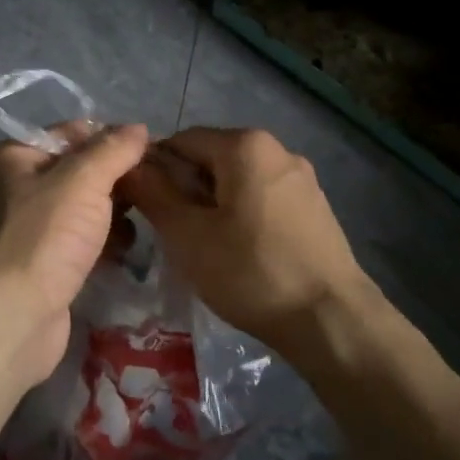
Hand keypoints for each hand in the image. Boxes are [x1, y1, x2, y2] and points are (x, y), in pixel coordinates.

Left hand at [0, 122, 149, 386]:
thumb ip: (113, 150)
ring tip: (146, 222)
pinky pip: (86, 239)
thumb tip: (139, 128)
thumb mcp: (82, 182)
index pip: (76, 133)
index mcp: (17, 156)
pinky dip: (107, 242)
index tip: (153, 156)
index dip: (115, 141)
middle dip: (119, 181)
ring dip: (117, 214)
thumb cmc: (44, 239)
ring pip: (89, 208)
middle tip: (156, 191)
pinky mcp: (48, 261)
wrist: (13, 319)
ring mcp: (34, 227)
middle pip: (84, 171)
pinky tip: (127, 251)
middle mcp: (21, 186)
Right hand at [119, 127, 373, 352]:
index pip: (180, 141)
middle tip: (171, 234)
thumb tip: (131, 166)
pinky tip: (239, 254)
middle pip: (211, 159)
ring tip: (203, 248)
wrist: (329, 318)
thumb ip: (154, 193)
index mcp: (246, 145)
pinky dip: (241, 216)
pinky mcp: (314, 207)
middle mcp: (278, 149)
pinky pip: (263, 199)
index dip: (153, 170)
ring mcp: (302, 178)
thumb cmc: (250, 272)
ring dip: (212, 206)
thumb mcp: (188, 235)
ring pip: (237, 182)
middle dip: (185, 190)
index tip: (142, 208)